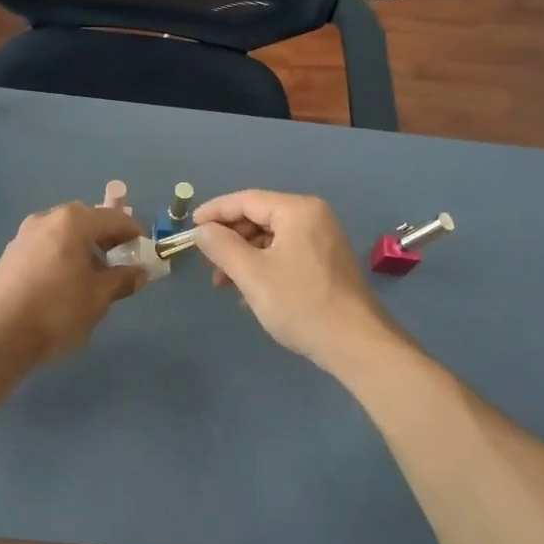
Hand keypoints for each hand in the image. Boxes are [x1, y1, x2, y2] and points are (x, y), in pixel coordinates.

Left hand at [0, 202, 145, 366]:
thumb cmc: (57, 311)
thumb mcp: (98, 298)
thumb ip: (122, 280)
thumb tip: (139, 273)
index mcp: (72, 222)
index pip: (113, 218)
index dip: (133, 233)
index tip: (144, 252)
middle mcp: (45, 220)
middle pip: (85, 221)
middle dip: (105, 238)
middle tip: (119, 262)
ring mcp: (22, 236)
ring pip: (62, 235)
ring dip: (81, 248)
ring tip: (91, 277)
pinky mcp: (8, 256)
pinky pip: (44, 248)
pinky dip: (60, 258)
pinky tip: (63, 285)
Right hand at [193, 191, 399, 369]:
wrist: (355, 343)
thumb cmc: (300, 304)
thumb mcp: (252, 274)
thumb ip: (222, 247)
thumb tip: (201, 230)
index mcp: (298, 211)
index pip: (246, 200)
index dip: (214, 212)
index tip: (189, 228)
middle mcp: (313, 217)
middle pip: (259, 217)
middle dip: (229, 239)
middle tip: (207, 262)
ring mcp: (322, 240)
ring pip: (270, 238)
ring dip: (243, 256)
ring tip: (224, 283)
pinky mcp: (325, 262)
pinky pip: (285, 253)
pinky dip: (263, 266)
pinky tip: (249, 292)